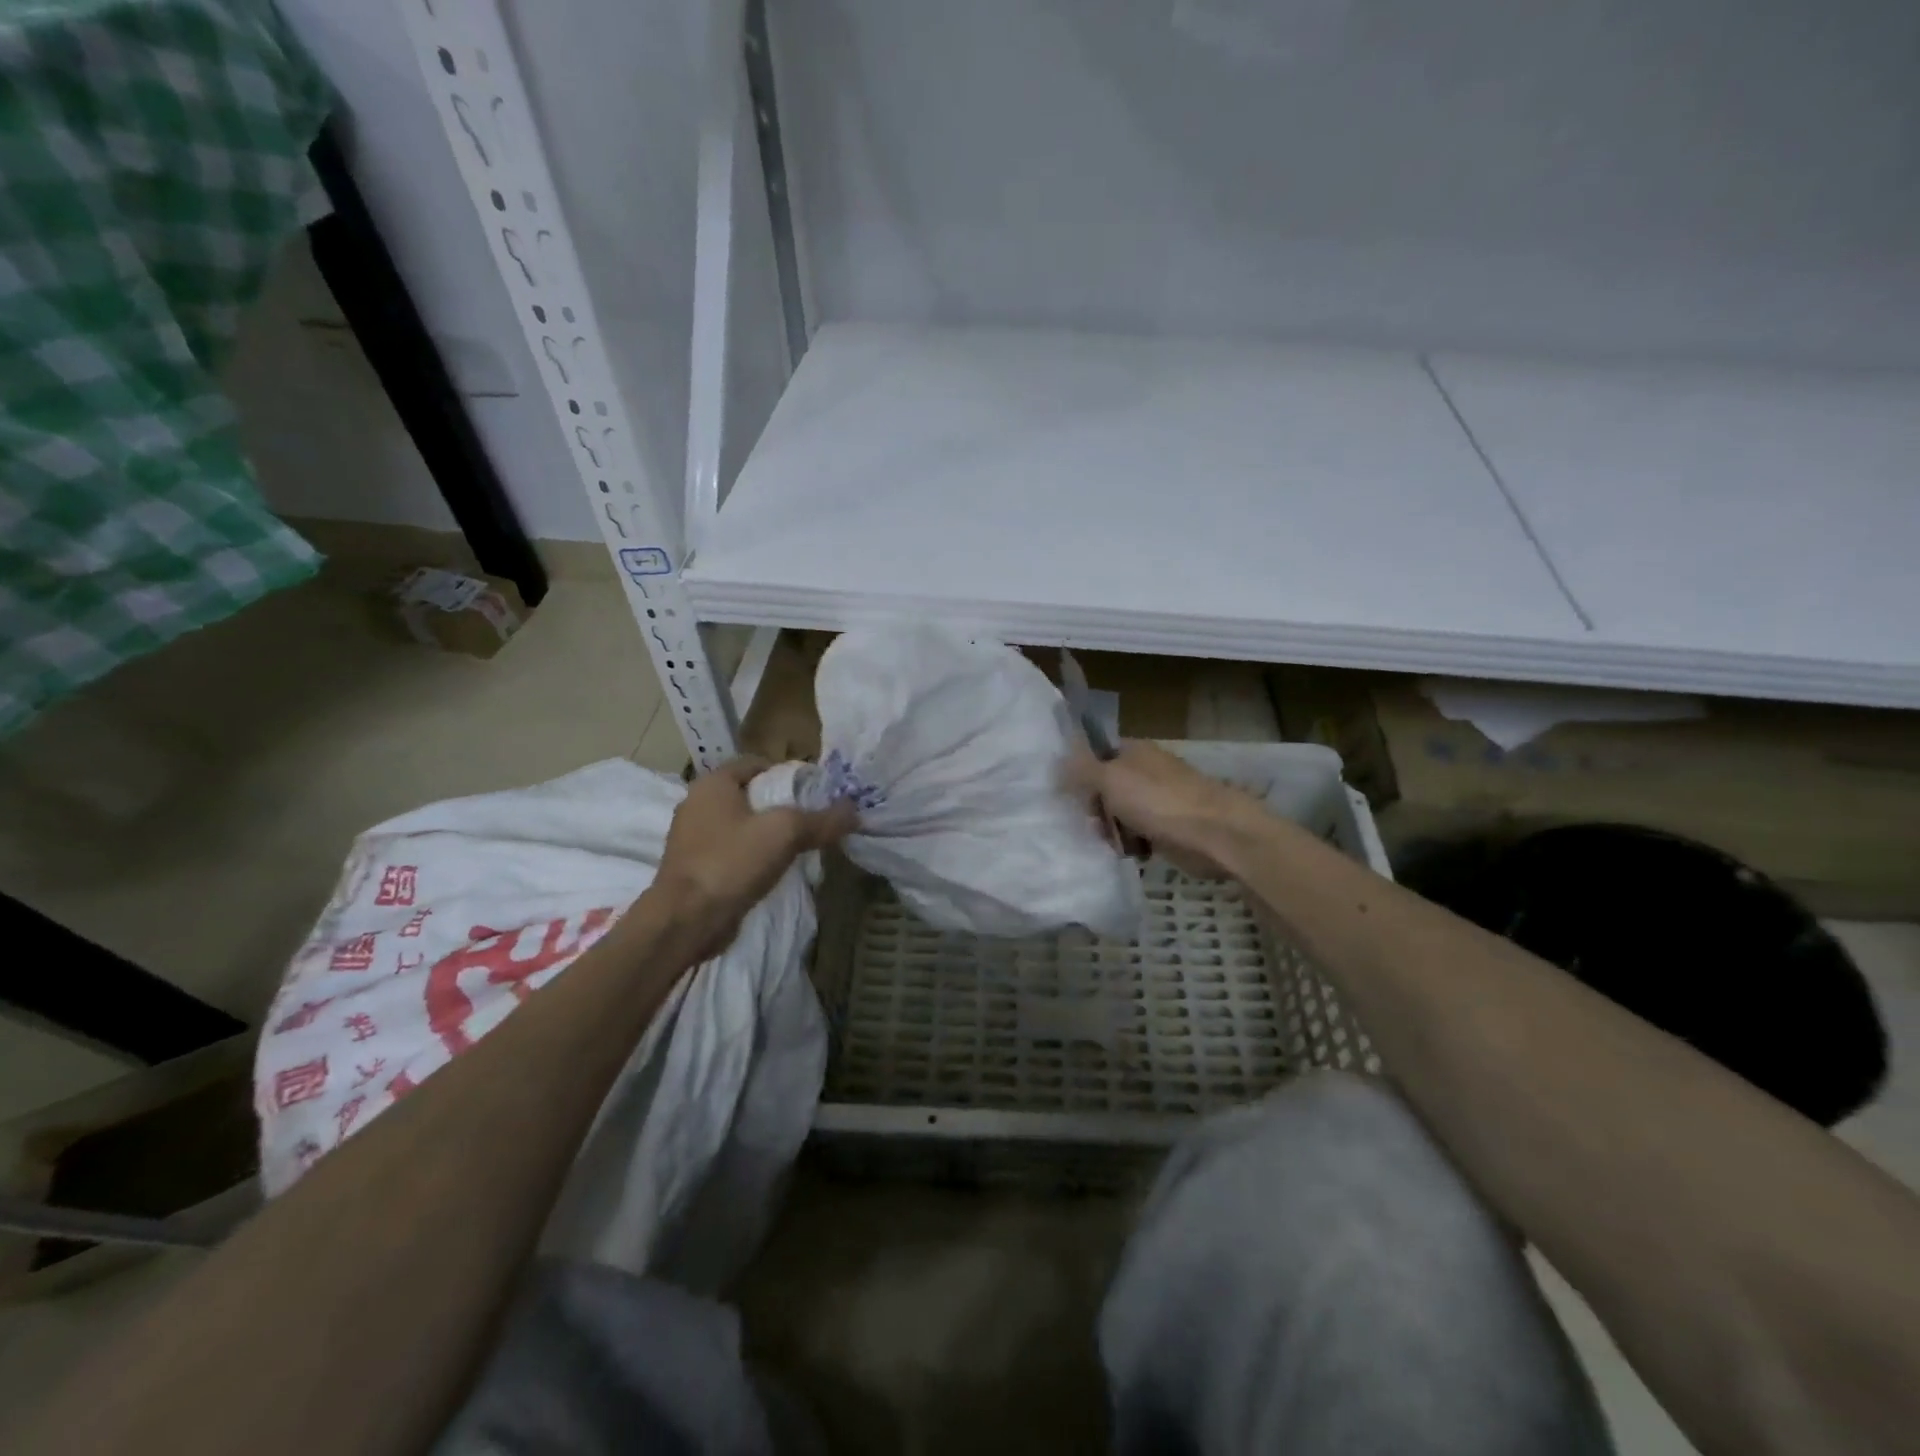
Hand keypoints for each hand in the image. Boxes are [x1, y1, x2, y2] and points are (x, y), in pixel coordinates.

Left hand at [650, 757, 856, 957]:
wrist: (685, 921)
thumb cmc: (731, 862)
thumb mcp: (785, 833)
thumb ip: (822, 820)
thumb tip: (854, 812)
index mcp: (713, 783)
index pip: (757, 763)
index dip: (788, 774)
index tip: (815, 792)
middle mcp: (698, 804)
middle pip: (750, 794)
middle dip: (781, 805)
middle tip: (813, 818)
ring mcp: (692, 838)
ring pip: (741, 825)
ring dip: (767, 833)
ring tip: (800, 846)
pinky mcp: (695, 868)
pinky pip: (732, 852)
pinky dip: (753, 856)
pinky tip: (775, 870)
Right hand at [1072, 741, 1266, 878]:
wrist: (1214, 834)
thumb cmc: (1159, 801)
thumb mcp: (1110, 779)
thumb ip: (1080, 770)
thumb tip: (1056, 762)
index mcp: (1134, 750)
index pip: (1095, 754)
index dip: (1080, 773)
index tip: (1071, 795)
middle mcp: (1145, 770)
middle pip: (1105, 787)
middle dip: (1095, 808)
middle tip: (1093, 823)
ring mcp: (1159, 799)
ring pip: (1119, 813)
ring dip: (1111, 829)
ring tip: (1112, 843)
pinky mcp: (1168, 827)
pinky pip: (1137, 833)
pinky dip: (1131, 844)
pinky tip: (1129, 853)